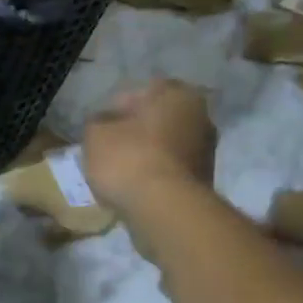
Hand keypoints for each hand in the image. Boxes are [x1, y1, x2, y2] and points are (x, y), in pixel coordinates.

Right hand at [82, 80, 215, 217]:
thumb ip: (98, 122)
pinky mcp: (204, 181)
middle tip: (109, 148)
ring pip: (166, 146)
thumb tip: (105, 123)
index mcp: (177, 94)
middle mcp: (201, 117)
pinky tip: (135, 188)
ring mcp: (207, 151)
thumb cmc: (129, 159)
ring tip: (119, 173)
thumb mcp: (96, 134)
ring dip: (146, 155)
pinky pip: (171, 170)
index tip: (101, 127)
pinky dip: (155, 175)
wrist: (165, 210)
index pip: (142, 92)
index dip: (117, 108)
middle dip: (135, 132)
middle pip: (157, 119)